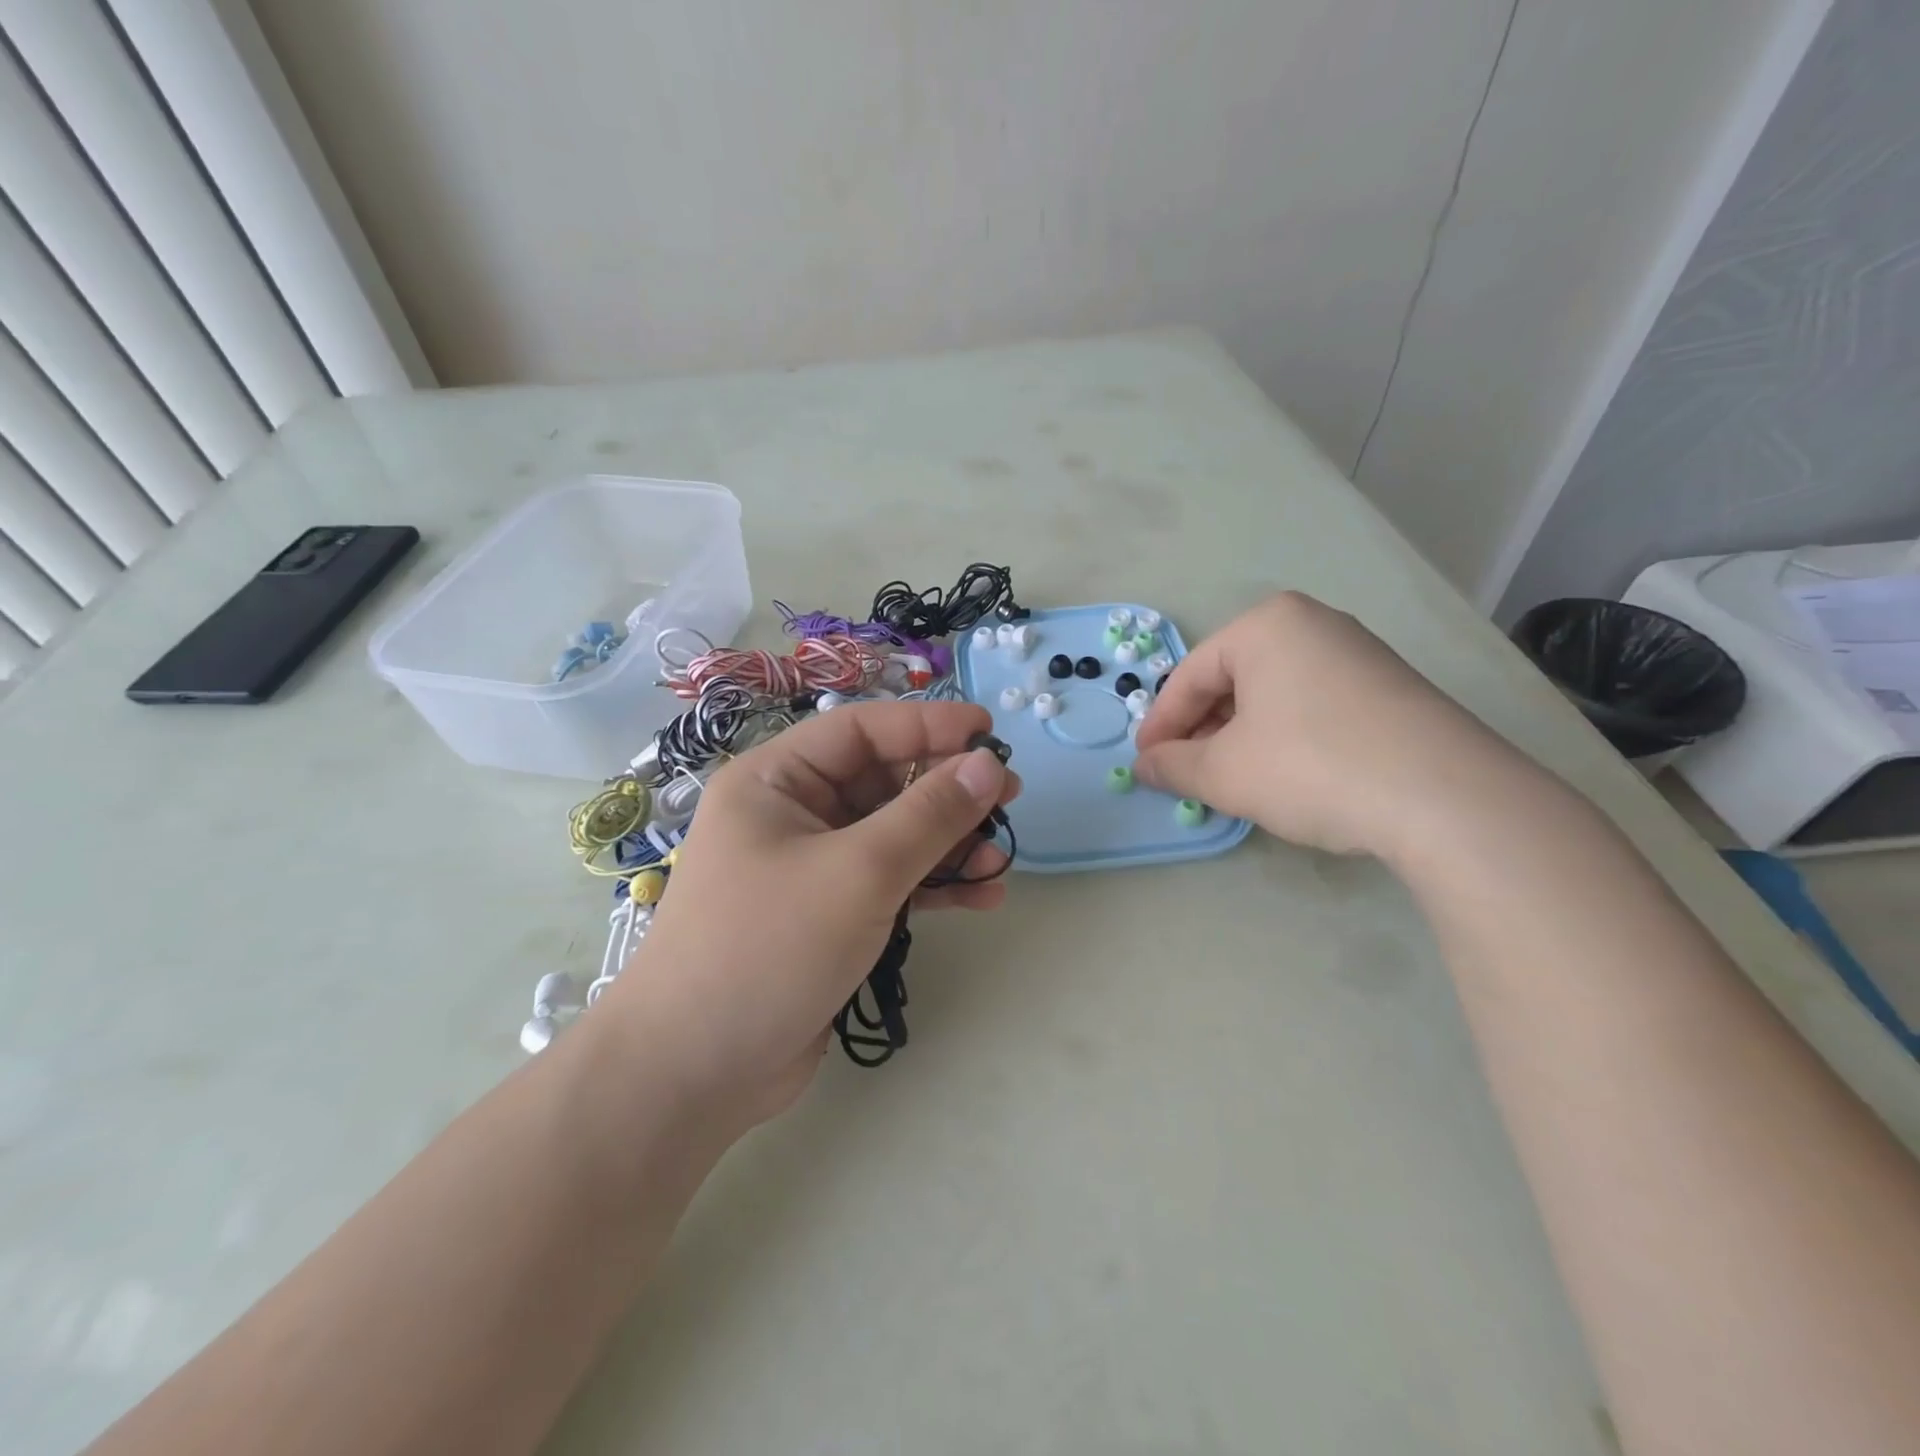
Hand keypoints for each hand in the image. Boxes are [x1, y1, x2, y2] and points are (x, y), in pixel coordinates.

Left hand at [600, 700, 1019, 1128]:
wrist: (695, 1073)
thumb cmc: (768, 948)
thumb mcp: (858, 872)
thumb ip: (929, 814)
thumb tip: (988, 764)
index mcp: (776, 779)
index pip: (862, 730)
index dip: (930, 724)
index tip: (992, 731)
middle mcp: (792, 813)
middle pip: (884, 781)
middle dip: (947, 790)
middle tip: (1009, 797)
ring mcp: (812, 866)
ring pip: (894, 834)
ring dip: (949, 844)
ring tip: (1000, 859)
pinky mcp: (830, 914)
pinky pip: (891, 881)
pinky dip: (934, 885)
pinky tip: (982, 898)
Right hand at [1133, 593, 1521, 858]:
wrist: (1447, 798)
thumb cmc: (1312, 767)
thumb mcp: (1224, 773)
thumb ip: (1173, 766)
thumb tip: (1145, 766)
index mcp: (1265, 625)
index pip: (1190, 676)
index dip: (1160, 725)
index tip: (1146, 764)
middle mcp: (1313, 624)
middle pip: (1232, 680)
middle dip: (1202, 730)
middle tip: (1187, 774)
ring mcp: (1358, 653)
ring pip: (1272, 693)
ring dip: (1240, 736)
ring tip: (1232, 779)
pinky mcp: (1389, 686)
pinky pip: (1312, 704)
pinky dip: (1284, 736)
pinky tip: (1286, 774)